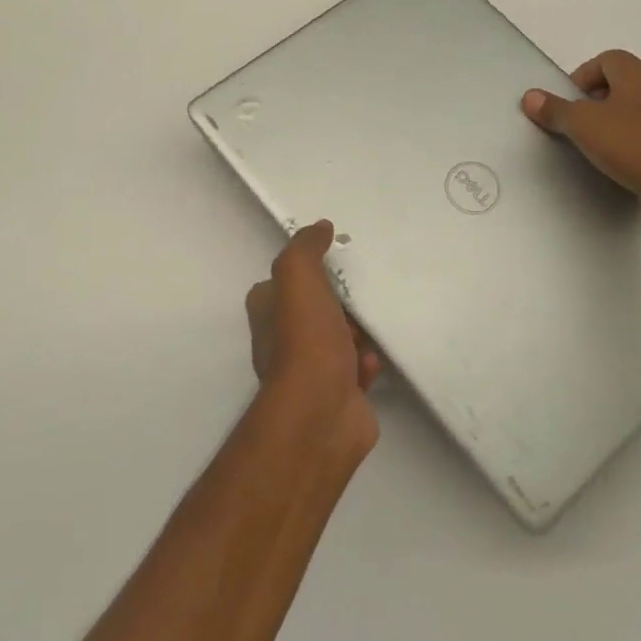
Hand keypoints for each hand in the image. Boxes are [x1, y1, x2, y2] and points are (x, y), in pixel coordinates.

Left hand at [244, 221, 381, 455]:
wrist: (321, 412)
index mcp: (267, 313)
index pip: (282, 283)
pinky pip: (355, 370)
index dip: (306, 272)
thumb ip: (306, 249)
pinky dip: (366, 363)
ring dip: (357, 333)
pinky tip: (372, 362)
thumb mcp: (299, 278)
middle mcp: (281, 342)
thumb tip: (320, 227)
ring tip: (371, 326)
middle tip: (360, 295)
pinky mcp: (335, 395)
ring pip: (337, 340)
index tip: (334, 262)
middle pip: (314, 310)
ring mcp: (308, 372)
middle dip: (339, 303)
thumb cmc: (306, 340)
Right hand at [521, 51, 640, 230]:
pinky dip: (628, 139)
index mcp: (637, 75)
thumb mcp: (582, 125)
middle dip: (594, 98)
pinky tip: (616, 159)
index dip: (583, 75)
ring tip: (593, 142)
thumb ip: (554, 109)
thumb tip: (530, 97)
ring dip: (612, 119)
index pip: (607, 59)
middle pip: (620, 81)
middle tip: (577, 122)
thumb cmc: (630, 144)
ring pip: (634, 107)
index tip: (569, 102)